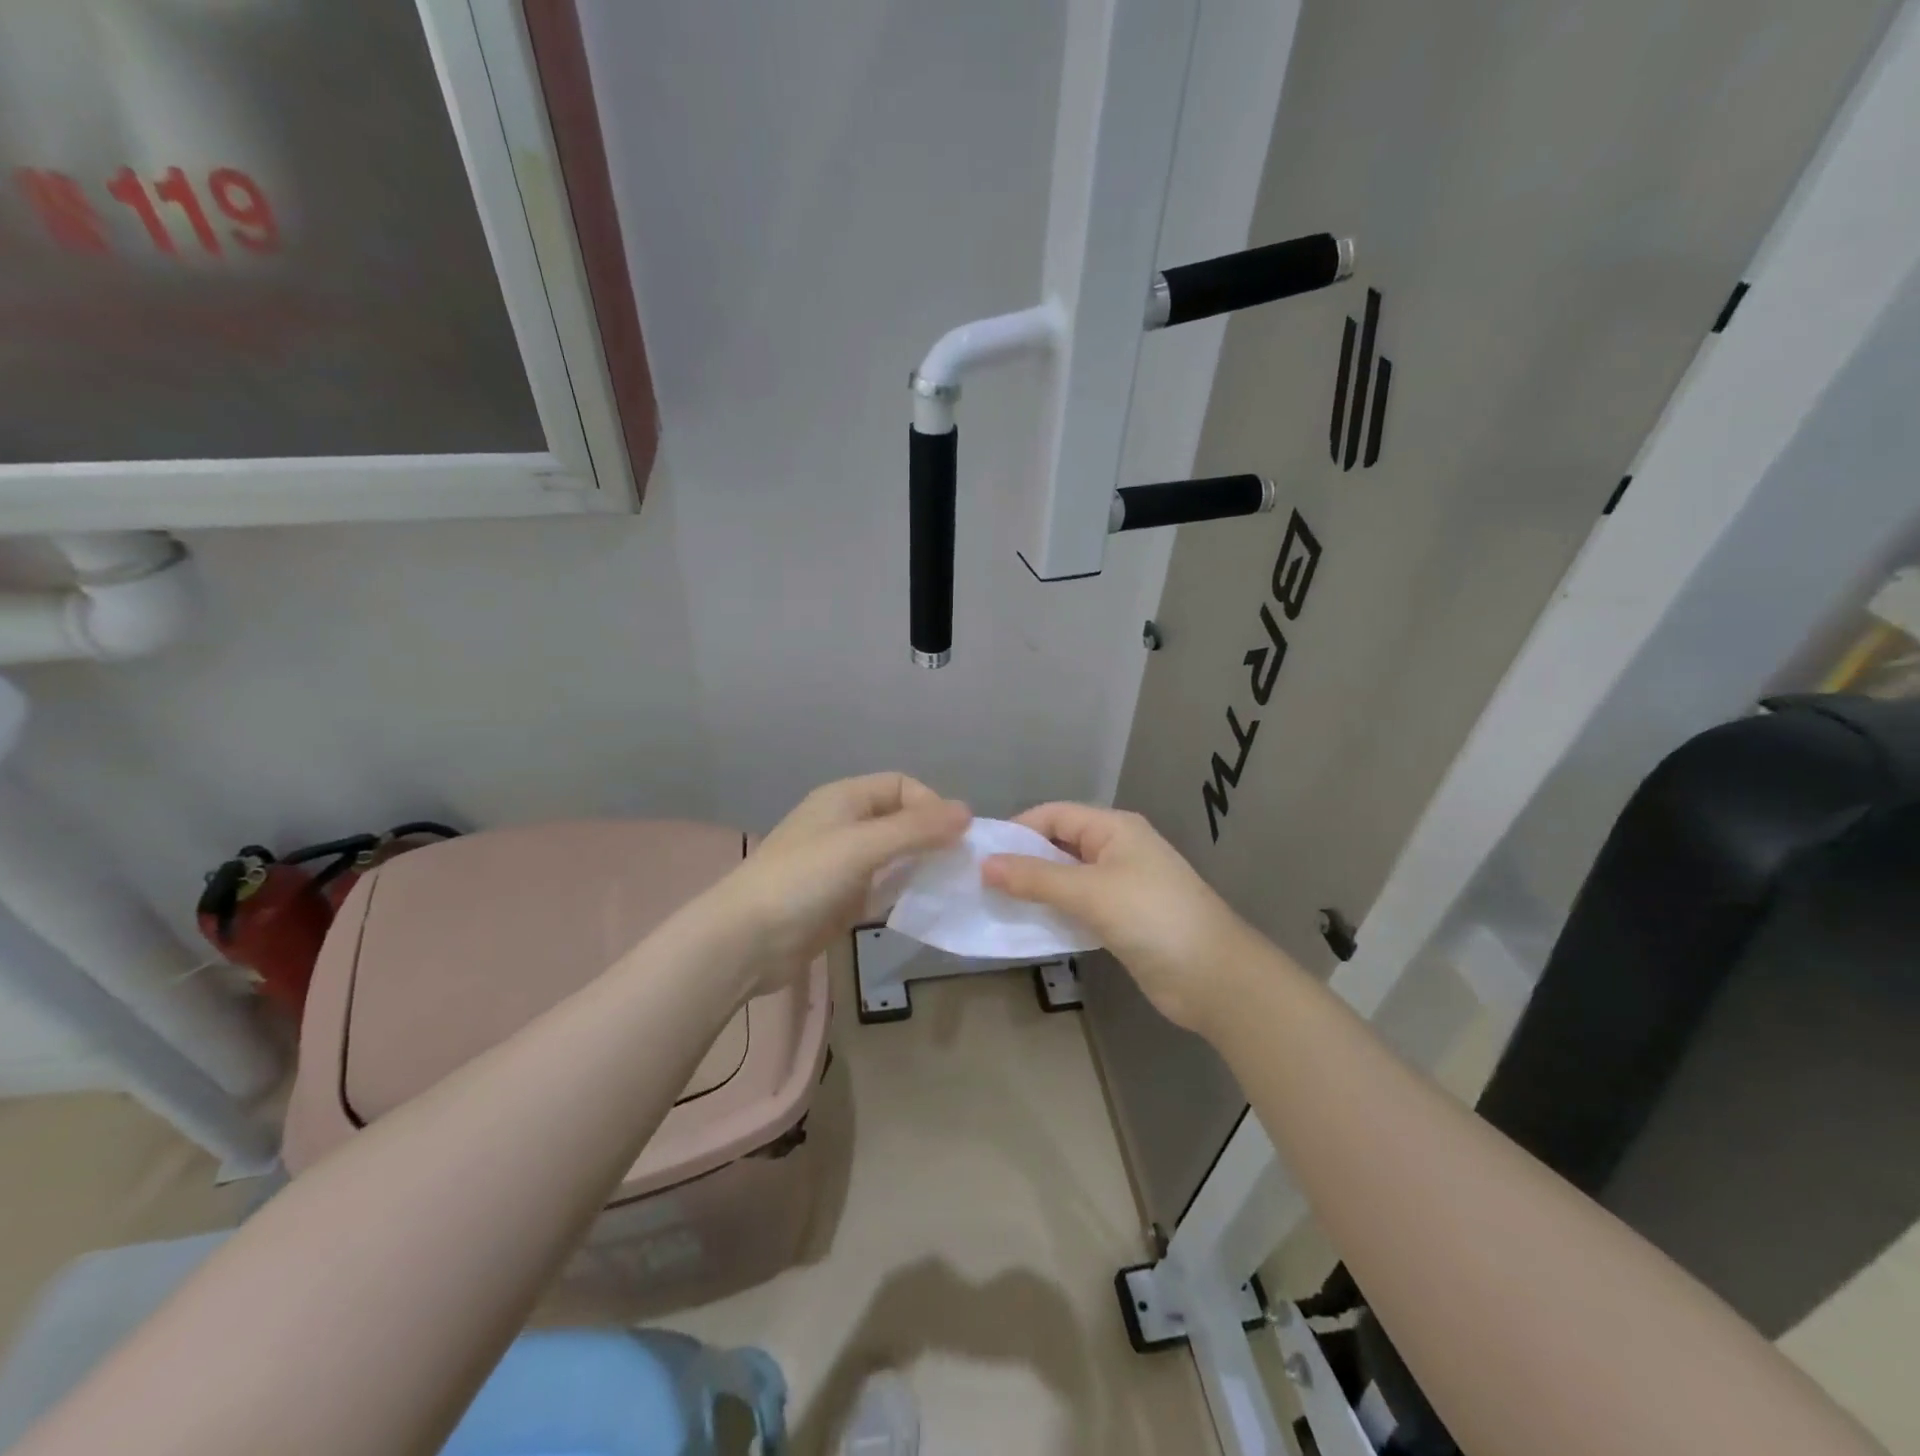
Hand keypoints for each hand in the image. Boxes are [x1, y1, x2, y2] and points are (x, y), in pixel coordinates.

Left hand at [708, 773, 969, 994]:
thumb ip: (916, 829)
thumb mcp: (863, 846)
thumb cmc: (804, 880)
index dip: (930, 804)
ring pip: (894, 855)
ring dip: (921, 865)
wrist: (746, 940)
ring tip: (949, 885)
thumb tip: (968, 811)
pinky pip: (882, 886)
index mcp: (844, 799)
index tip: (955, 836)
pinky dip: (904, 891)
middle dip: (931, 836)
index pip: (901, 785)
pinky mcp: (841, 899)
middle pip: (899, 819)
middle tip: (960, 863)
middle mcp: (845, 824)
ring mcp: (842, 864)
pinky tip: (924, 905)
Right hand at [982, 803, 1255, 1034]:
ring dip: (1035, 889)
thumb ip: (1035, 878)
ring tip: (994, 904)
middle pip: (1059, 845)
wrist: (1213, 977)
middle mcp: (1116, 849)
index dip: (1017, 830)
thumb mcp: (1090, 892)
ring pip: (1066, 878)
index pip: (1054, 815)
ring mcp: (1120, 885)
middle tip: (980, 882)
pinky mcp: (1121, 919)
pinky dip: (1053, 911)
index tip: (980, 854)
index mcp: (1114, 828)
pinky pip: (1077, 906)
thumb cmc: (1152, 917)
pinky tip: (1028, 924)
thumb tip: (985, 865)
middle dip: (1022, 860)